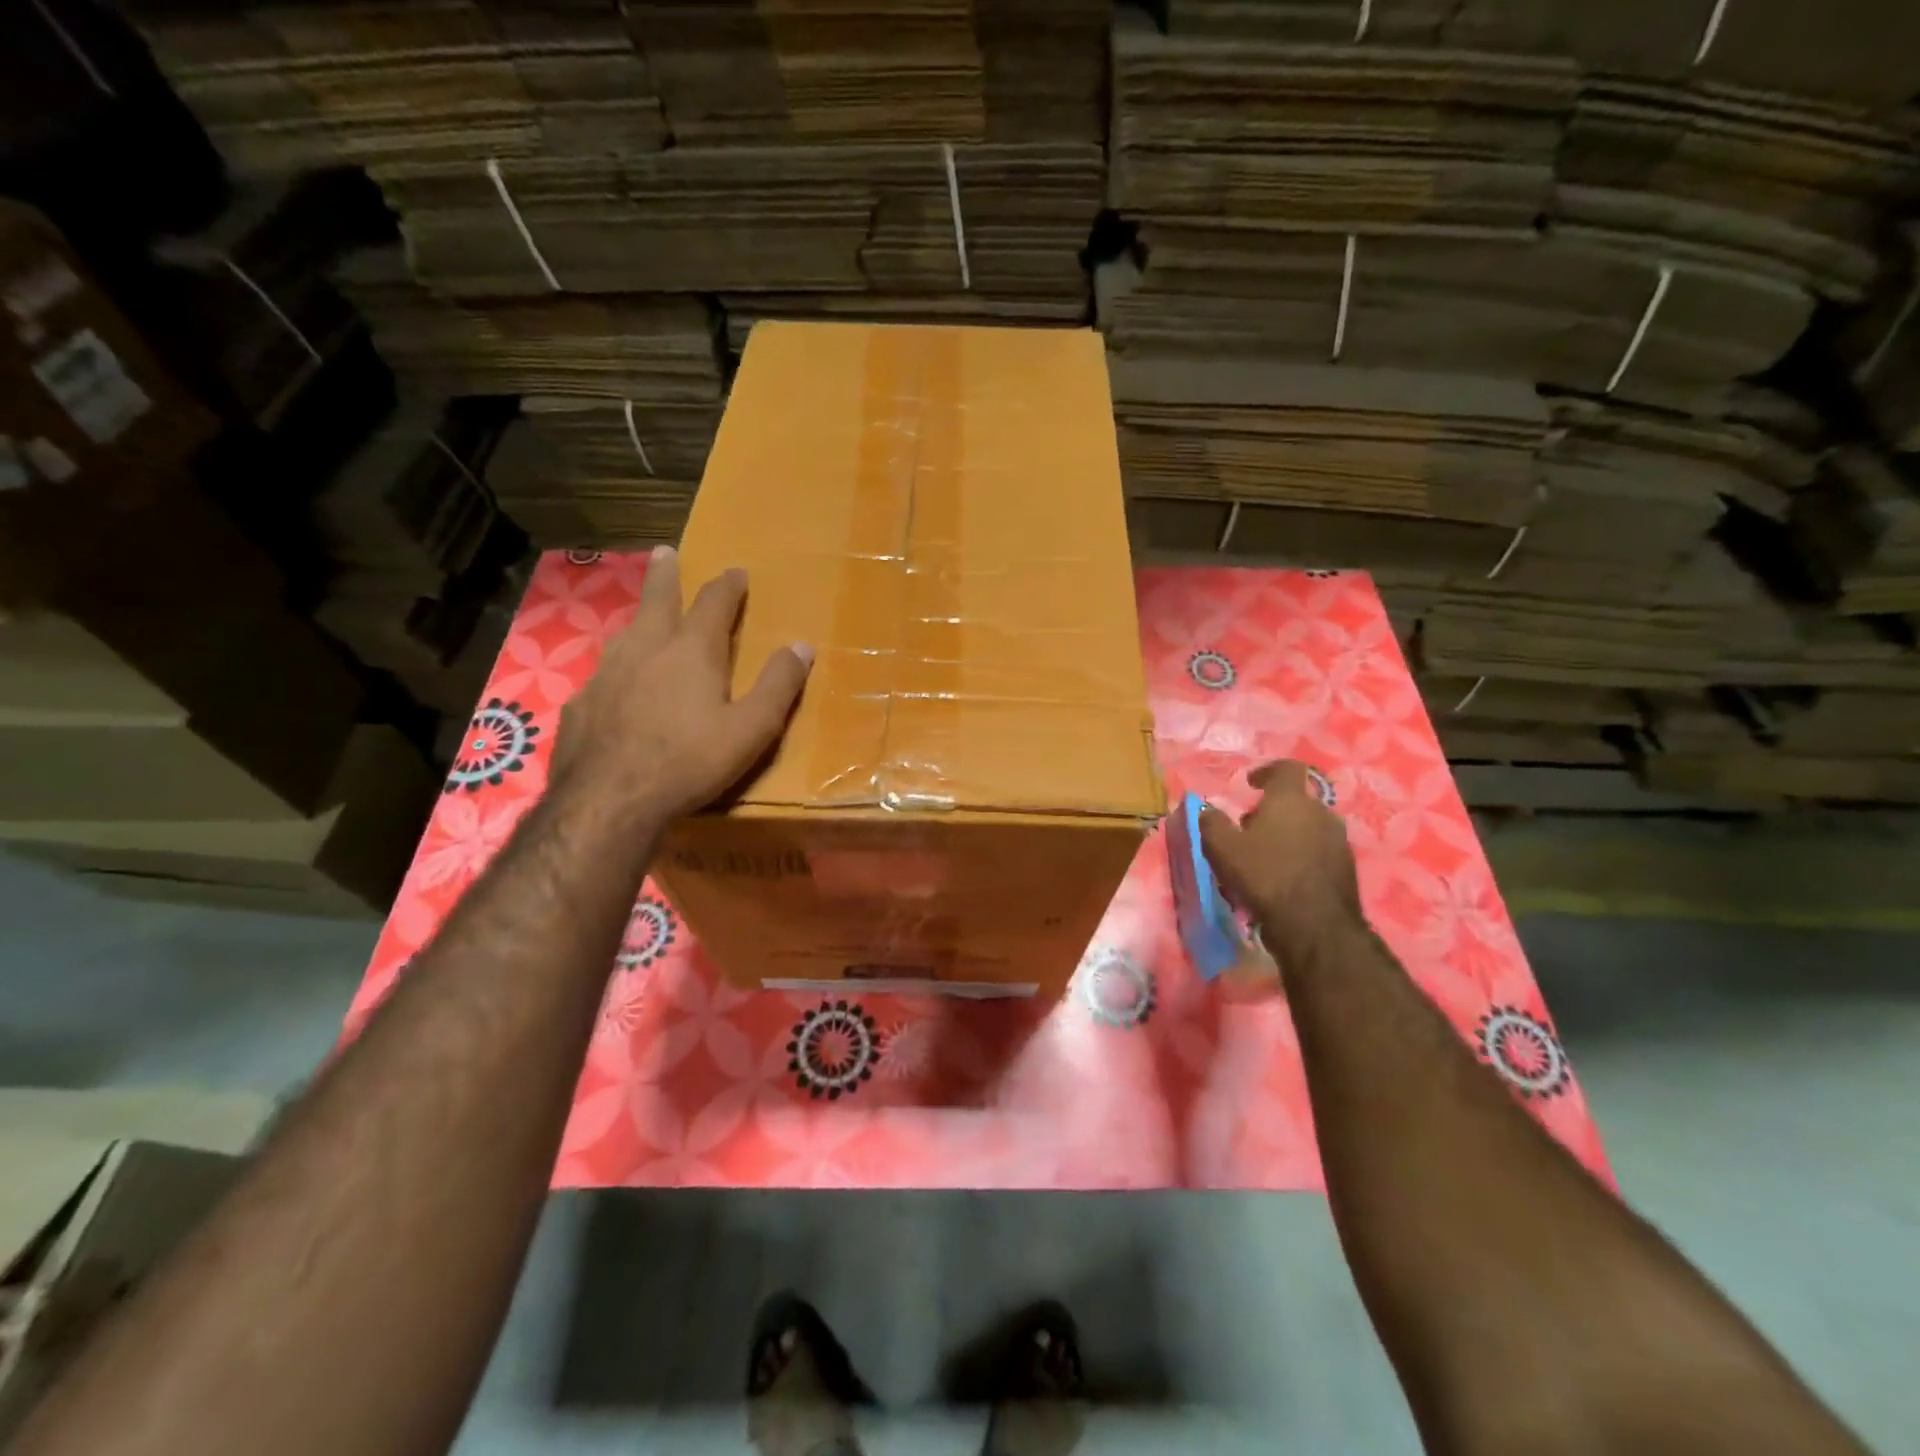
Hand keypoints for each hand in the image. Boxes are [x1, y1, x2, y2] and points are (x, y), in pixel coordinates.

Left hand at [548, 547, 811, 823]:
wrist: (609, 800)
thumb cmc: (690, 762)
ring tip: (645, 618)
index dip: (727, 586)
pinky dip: (618, 668)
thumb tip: (802, 646)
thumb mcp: (752, 728)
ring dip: (640, 618)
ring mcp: (607, 673)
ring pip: (626, 633)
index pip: (714, 604)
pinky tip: (617, 687)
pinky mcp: (582, 702)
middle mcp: (646, 649)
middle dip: (666, 575)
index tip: (735, 571)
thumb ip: (779, 685)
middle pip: (657, 600)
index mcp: (692, 651)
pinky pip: (604, 673)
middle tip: (664, 552)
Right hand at [1199, 760, 1364, 960]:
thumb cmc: (1264, 875)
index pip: (1287, 768)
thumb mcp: (1222, 848)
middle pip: (1296, 800)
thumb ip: (1212, 823)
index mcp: (1291, 799)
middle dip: (1273, 810)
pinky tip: (1284, 877)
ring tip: (1266, 856)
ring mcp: (1338, 840)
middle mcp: (1321, 812)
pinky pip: (1319, 850)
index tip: (1251, 783)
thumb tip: (1209, 810)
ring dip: (1288, 834)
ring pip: (1309, 826)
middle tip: (1249, 828)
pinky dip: (1302, 855)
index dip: (1268, 771)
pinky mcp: (1347, 867)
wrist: (1314, 925)